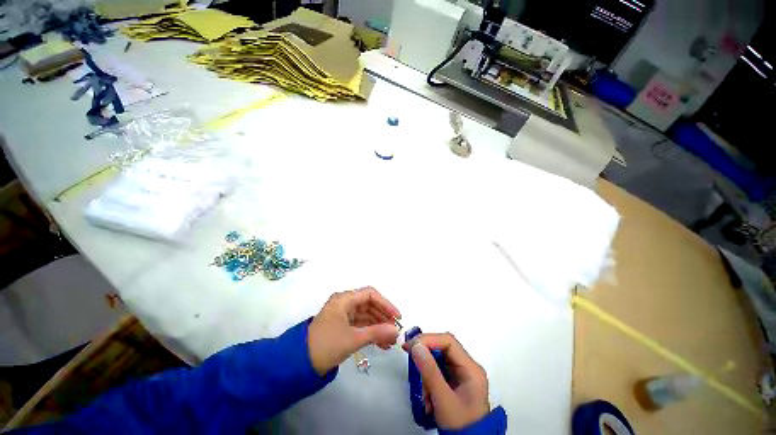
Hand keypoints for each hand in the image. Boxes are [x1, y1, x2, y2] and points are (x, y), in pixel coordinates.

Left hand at [308, 287, 400, 375]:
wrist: (304, 360)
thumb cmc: (328, 344)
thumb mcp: (354, 338)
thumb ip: (378, 332)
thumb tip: (397, 330)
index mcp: (343, 301)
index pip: (369, 295)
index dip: (386, 304)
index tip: (398, 318)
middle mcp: (342, 305)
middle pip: (369, 306)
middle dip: (384, 319)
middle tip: (396, 333)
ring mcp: (341, 317)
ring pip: (366, 318)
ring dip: (379, 328)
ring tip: (391, 342)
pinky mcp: (340, 329)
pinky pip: (360, 327)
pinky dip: (371, 334)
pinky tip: (382, 345)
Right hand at [402, 333, 489, 429]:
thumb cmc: (459, 419)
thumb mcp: (442, 396)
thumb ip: (429, 371)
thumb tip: (416, 346)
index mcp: (471, 368)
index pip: (449, 342)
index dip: (428, 340)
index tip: (408, 347)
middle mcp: (468, 369)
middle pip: (444, 352)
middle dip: (426, 362)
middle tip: (410, 367)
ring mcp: (463, 377)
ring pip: (439, 366)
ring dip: (427, 379)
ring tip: (426, 398)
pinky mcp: (456, 385)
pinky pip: (439, 377)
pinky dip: (430, 386)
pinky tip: (429, 401)